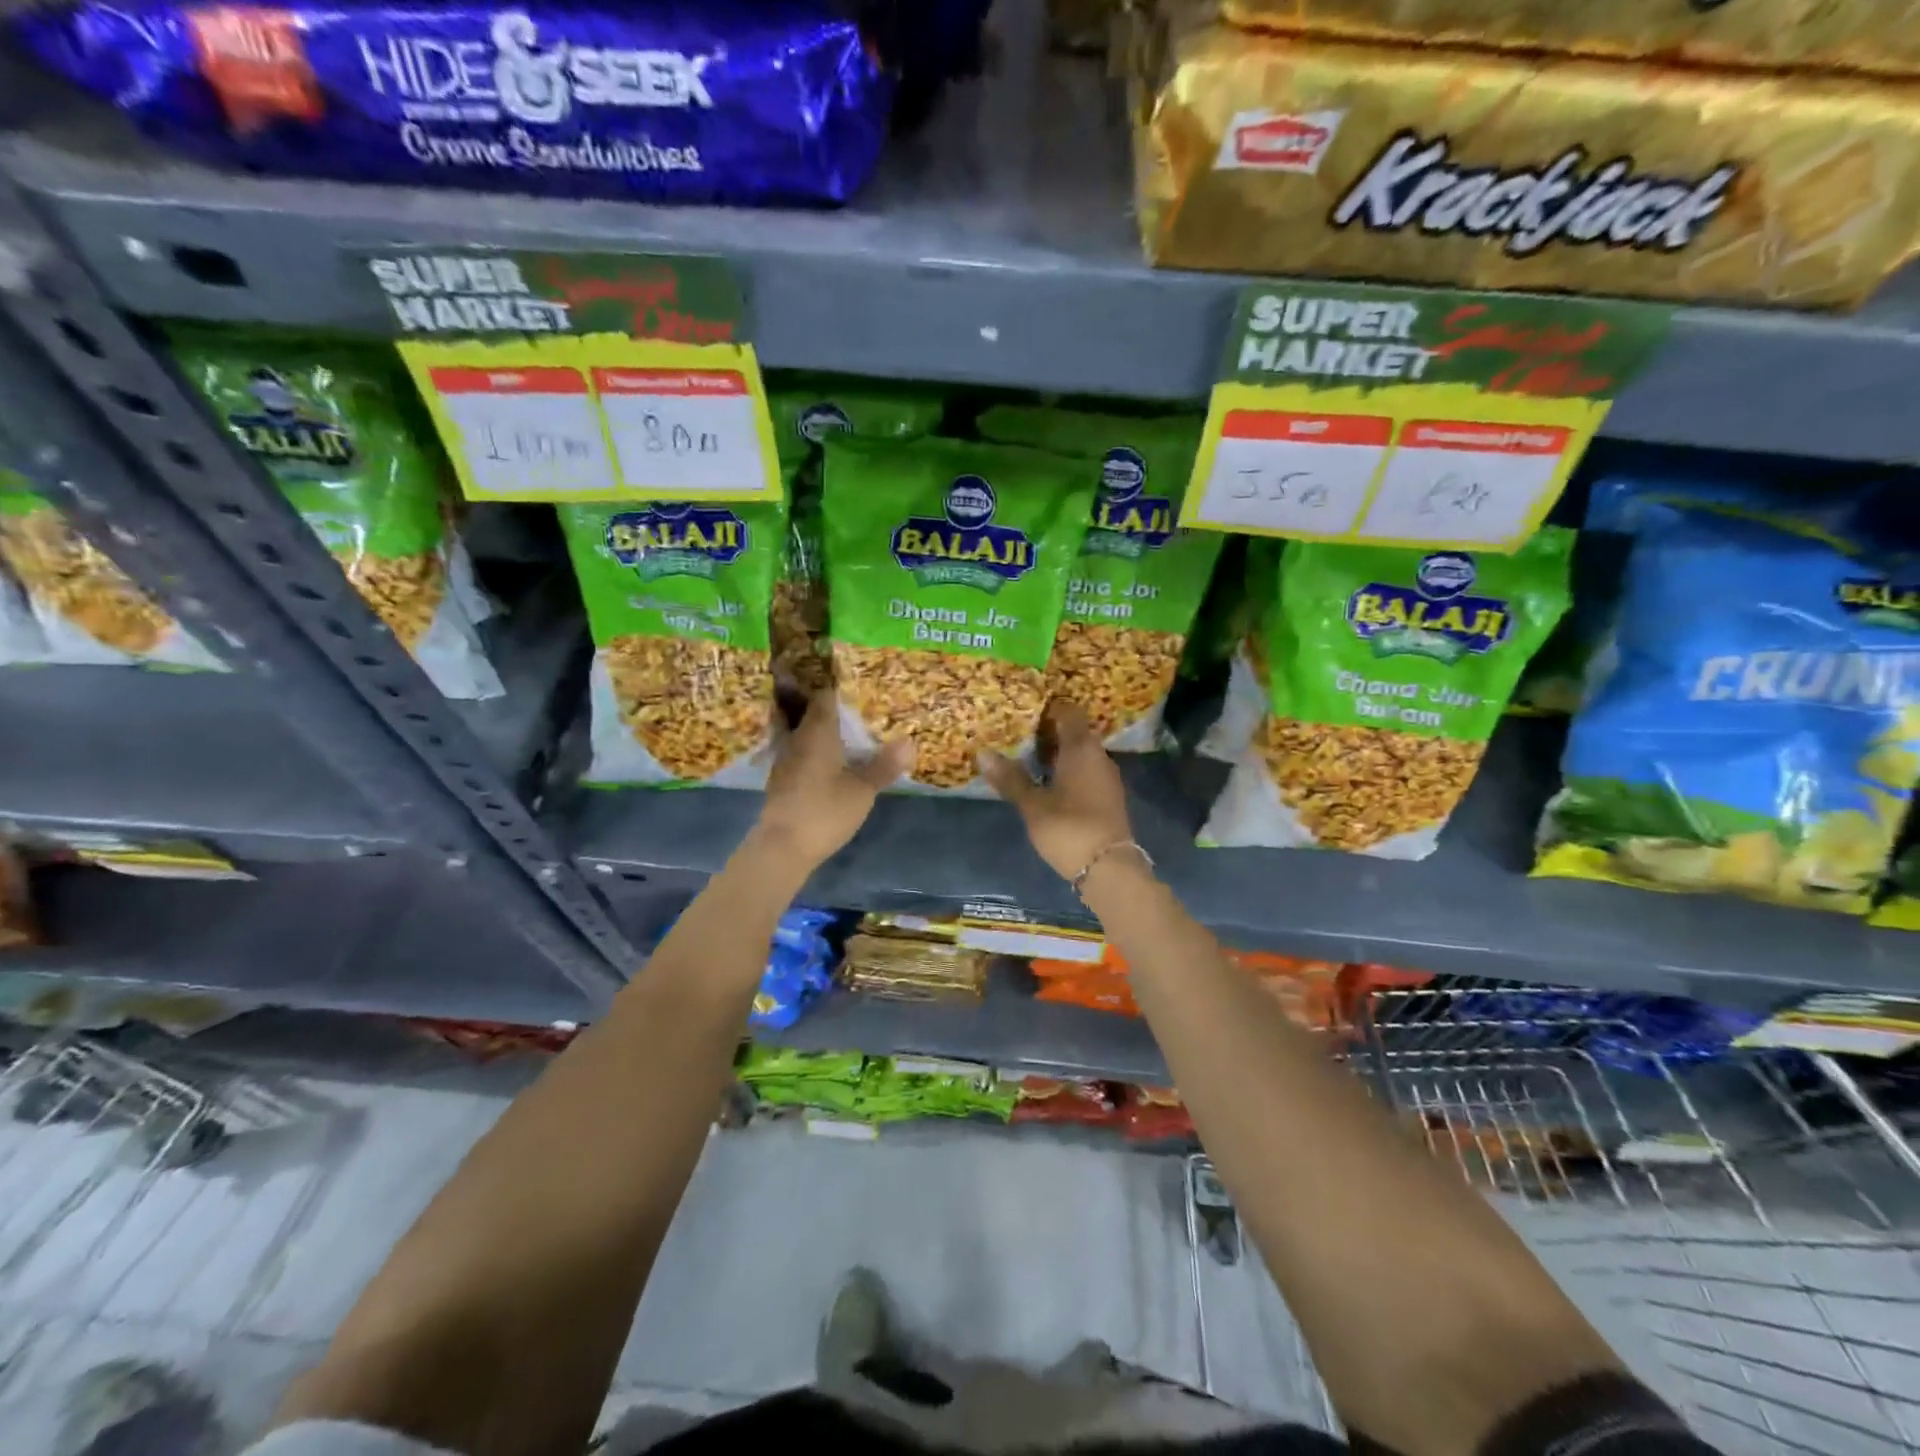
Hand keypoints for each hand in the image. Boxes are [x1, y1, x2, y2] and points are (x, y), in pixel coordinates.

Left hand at [754, 690, 911, 869]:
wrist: (782, 847)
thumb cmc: (824, 811)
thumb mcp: (862, 790)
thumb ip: (884, 765)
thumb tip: (909, 742)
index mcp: (816, 732)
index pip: (824, 697)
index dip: (839, 688)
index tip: (857, 684)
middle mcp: (796, 739)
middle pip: (812, 713)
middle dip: (833, 709)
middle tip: (858, 708)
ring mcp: (785, 760)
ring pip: (804, 734)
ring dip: (822, 731)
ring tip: (847, 733)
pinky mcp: (781, 780)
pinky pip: (800, 753)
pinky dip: (814, 751)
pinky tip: (829, 761)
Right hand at [980, 703, 1135, 881]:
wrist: (1109, 868)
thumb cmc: (1068, 828)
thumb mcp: (1033, 805)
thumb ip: (1010, 778)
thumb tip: (983, 753)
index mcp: (1081, 748)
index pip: (1069, 712)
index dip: (1050, 707)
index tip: (1026, 709)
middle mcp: (1098, 756)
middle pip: (1076, 732)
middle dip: (1050, 731)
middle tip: (1020, 733)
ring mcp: (1107, 777)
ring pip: (1082, 753)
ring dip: (1059, 753)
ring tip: (1029, 757)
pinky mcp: (1108, 797)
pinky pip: (1086, 771)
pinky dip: (1068, 770)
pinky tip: (1049, 782)